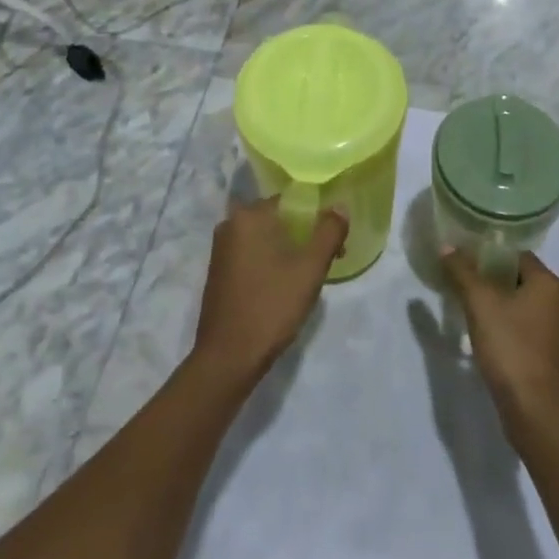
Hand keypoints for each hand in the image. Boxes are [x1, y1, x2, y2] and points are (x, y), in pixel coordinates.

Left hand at [193, 196, 346, 387]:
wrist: (228, 358)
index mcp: (249, 215)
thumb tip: (339, 206)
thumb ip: (329, 232)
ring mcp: (221, 249)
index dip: (318, 218)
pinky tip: (284, 287)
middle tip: (326, 262)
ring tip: (308, 278)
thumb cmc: (271, 306)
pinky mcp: (219, 272)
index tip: (334, 243)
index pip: (292, 201)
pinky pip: (253, 255)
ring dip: (289, 251)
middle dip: (305, 235)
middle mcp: (230, 224)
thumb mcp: (310, 268)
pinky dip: (271, 263)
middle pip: (279, 219)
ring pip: (266, 238)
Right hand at [439, 249, 558, 438]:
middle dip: (495, 282)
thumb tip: (447, 246)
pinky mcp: (557, 359)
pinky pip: (532, 331)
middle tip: (467, 288)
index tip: (467, 265)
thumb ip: (462, 271)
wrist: (536, 412)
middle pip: (523, 281)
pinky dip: (514, 329)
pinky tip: (494, 340)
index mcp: (550, 284)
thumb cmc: (510, 347)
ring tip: (476, 314)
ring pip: (527, 307)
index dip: (491, 256)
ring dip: (504, 307)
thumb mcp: (479, 303)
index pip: (518, 255)